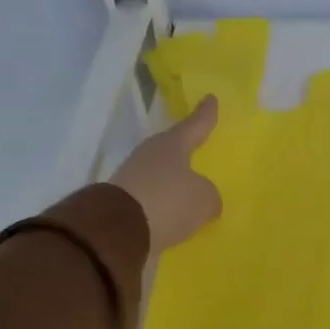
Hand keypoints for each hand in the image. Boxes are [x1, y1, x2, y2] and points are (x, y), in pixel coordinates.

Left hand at [110, 96, 221, 251]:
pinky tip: (175, 213)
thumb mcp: (204, 199)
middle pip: (173, 148)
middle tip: (199, 146)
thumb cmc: (169, 201)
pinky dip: (164, 203)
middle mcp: (150, 154)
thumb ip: (209, 196)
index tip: (210, 98)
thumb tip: (204, 200)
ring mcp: (133, 177)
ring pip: (162, 174)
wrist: (118, 230)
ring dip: (174, 181)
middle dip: (186, 149)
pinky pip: (153, 198)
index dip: (205, 114)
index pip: (195, 125)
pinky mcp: (124, 201)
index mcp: (172, 145)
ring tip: (191, 190)